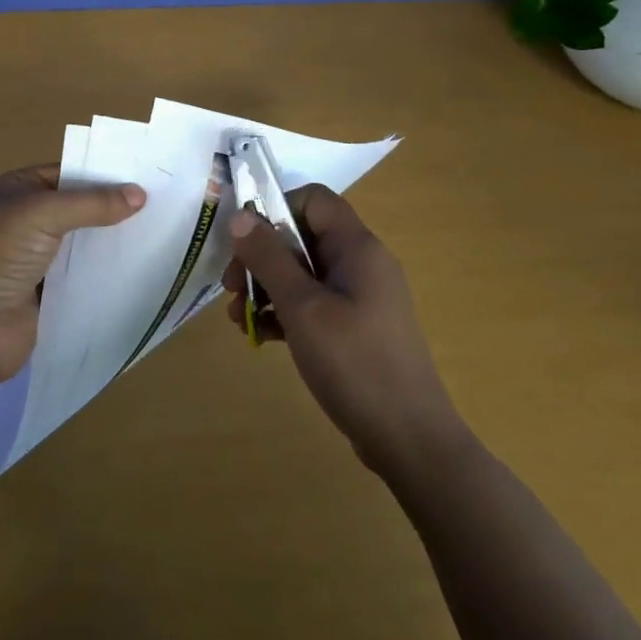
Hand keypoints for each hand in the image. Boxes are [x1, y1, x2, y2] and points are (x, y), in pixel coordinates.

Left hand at [0, 164, 145, 389]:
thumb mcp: (42, 213)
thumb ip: (92, 203)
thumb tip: (140, 195)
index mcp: (15, 190)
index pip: (68, 172)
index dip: (104, 173)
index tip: (148, 176)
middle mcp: (25, 220)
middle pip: (78, 208)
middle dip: (114, 208)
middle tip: (164, 204)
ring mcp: (36, 260)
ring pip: (83, 244)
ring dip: (113, 242)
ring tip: (162, 234)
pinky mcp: (48, 295)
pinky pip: (84, 278)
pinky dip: (107, 274)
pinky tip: (142, 269)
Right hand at [223, 185, 456, 475]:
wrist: (409, 439)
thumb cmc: (354, 363)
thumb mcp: (302, 307)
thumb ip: (269, 258)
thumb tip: (239, 216)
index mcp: (357, 247)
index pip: (314, 200)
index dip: (276, 209)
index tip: (245, 242)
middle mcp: (362, 264)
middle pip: (303, 237)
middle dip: (262, 256)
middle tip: (231, 287)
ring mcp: (361, 297)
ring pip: (304, 273)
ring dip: (268, 287)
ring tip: (238, 317)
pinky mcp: (357, 328)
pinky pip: (314, 303)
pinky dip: (286, 312)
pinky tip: (262, 336)